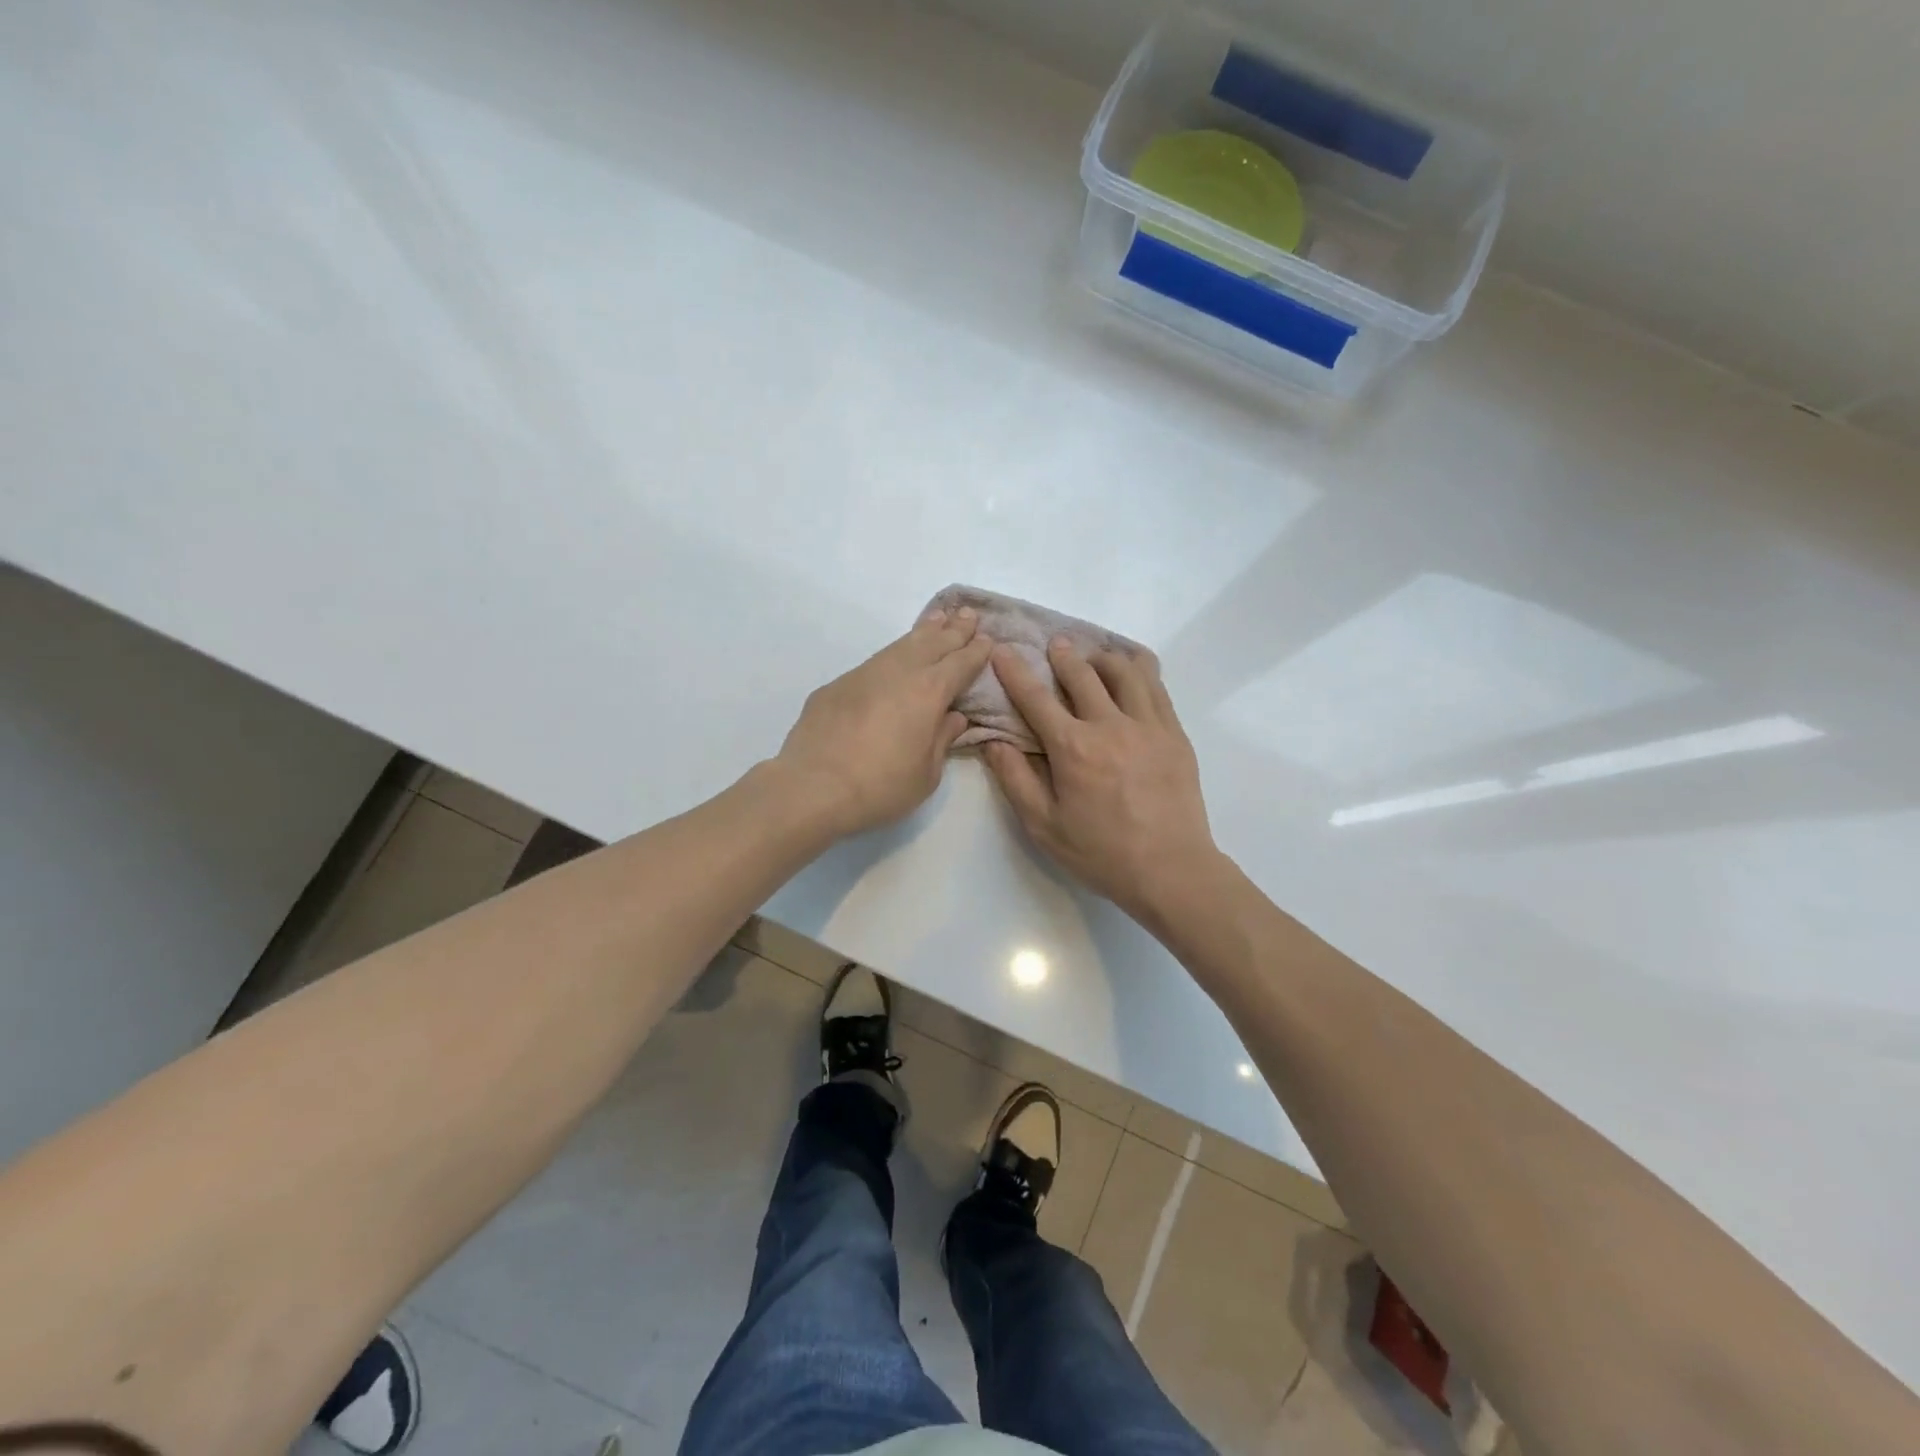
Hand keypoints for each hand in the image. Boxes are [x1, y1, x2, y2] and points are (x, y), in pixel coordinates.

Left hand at [776, 606, 993, 837]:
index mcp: (929, 692)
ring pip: (900, 645)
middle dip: (954, 630)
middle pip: (933, 643)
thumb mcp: (927, 774)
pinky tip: (894, 659)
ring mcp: (864, 675)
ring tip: (936, 619)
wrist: (813, 787)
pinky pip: (874, 662)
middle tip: (968, 614)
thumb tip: (952, 717)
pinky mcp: (837, 686)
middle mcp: (898, 673)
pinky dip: (892, 655)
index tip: (987, 639)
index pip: (960, 663)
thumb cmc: (881, 787)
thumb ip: (942, 739)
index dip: (976, 651)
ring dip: (923, 632)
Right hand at [983, 638, 1221, 927]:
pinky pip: (1157, 686)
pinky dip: (1140, 669)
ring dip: (1103, 657)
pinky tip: (1132, 670)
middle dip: (1063, 654)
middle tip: (1054, 645)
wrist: (1170, 869)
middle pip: (1082, 673)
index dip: (1014, 671)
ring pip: (1125, 670)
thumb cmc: (1101, 852)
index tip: (1002, 650)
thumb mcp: (1043, 825)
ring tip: (1094, 660)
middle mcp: (1110, 725)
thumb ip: (1015, 779)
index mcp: (1073, 748)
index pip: (1036, 698)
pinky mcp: (1174, 734)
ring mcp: (1148, 725)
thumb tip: (992, 742)